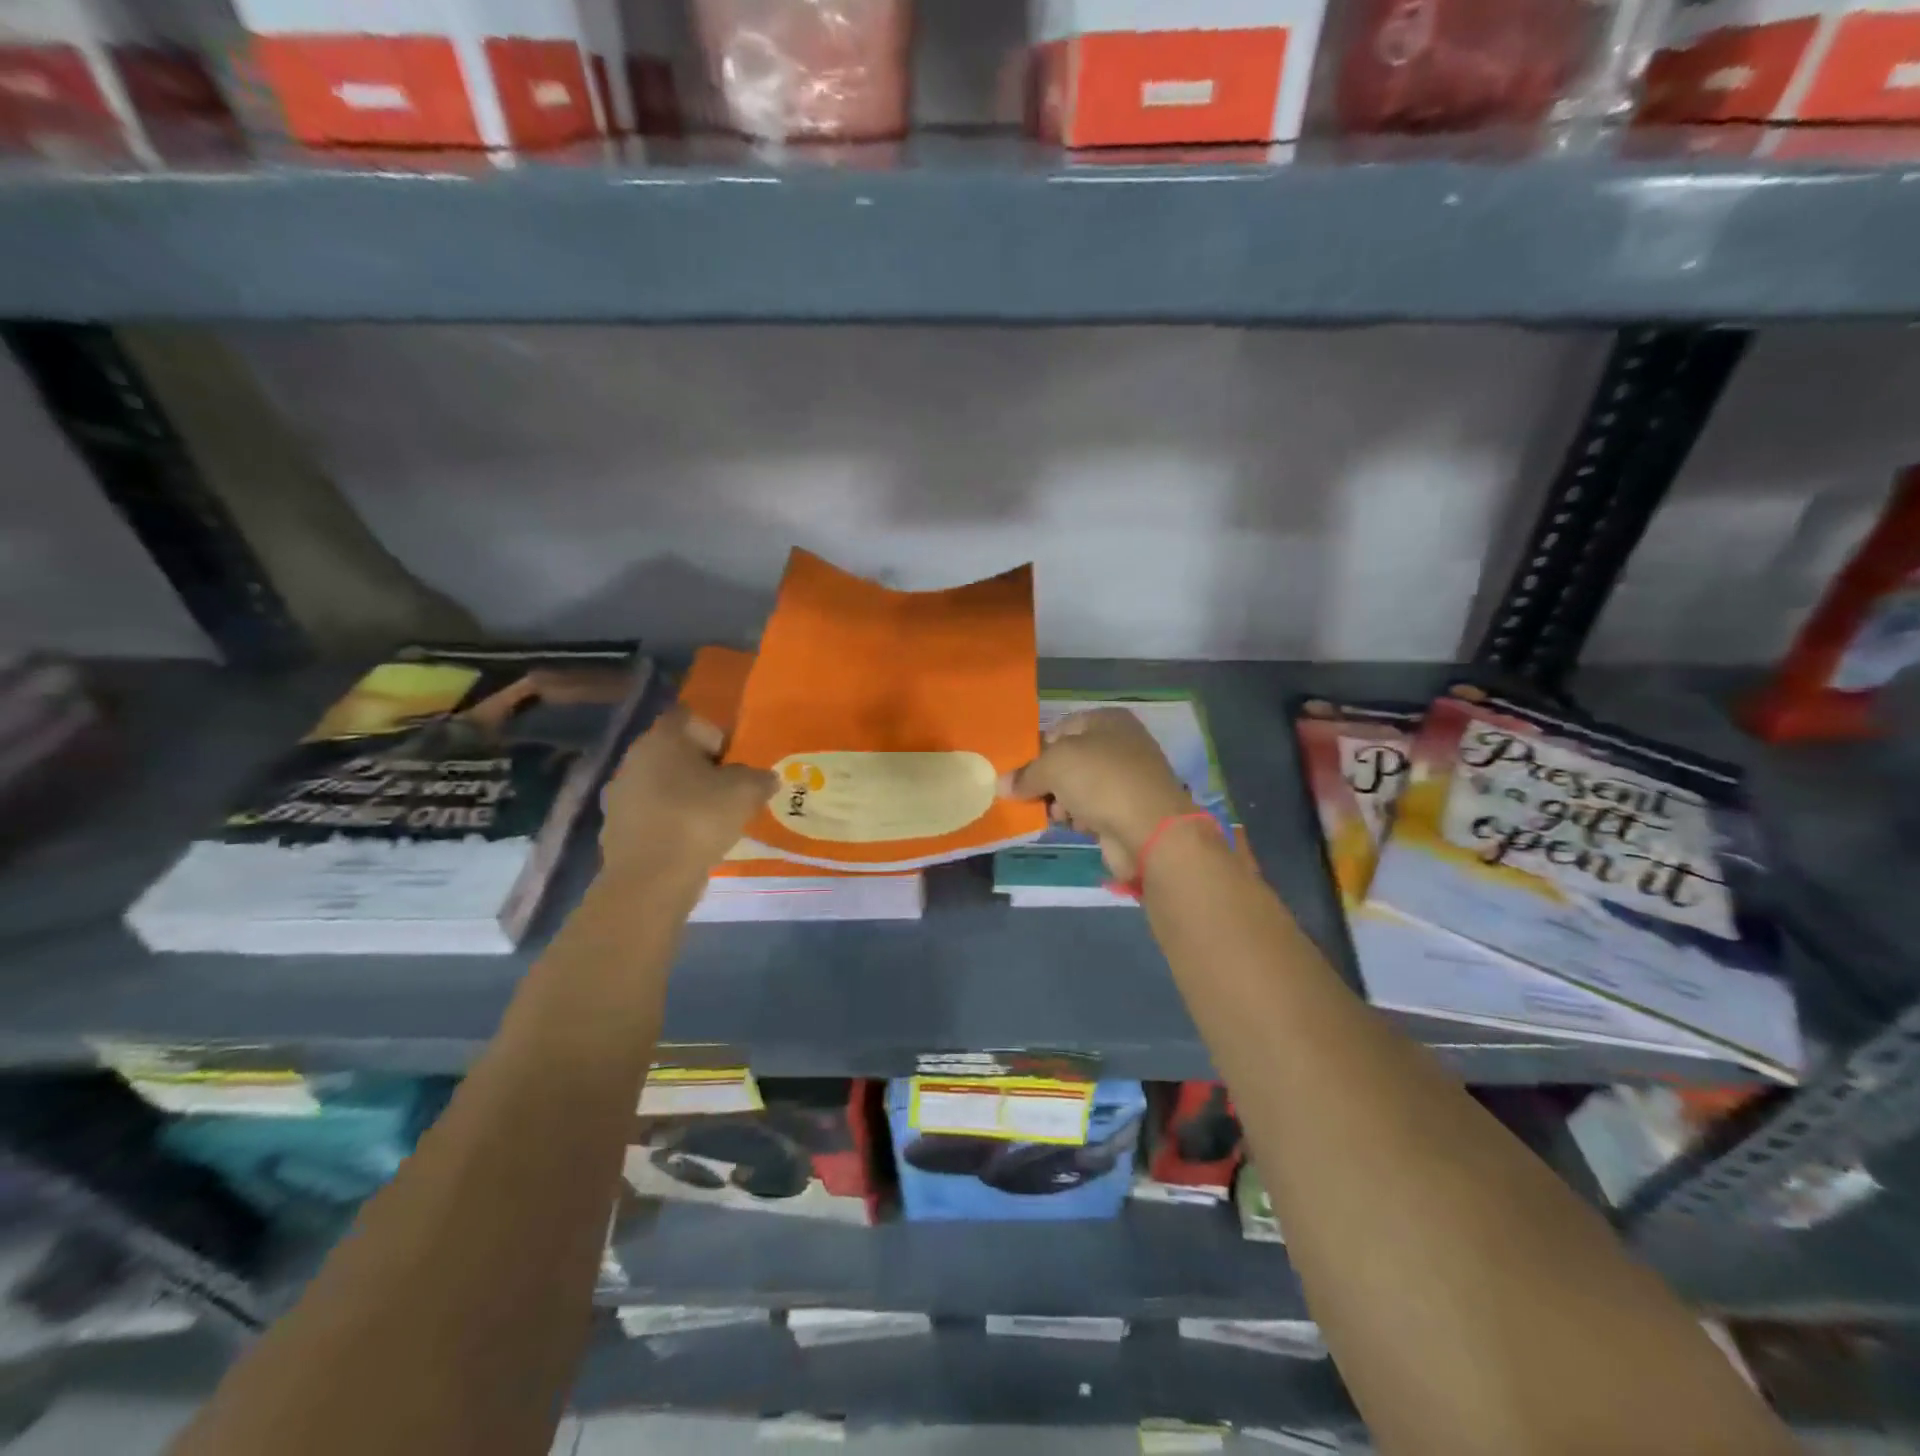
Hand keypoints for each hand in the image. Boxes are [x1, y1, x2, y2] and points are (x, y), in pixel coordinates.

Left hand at [599, 708, 776, 885]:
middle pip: (674, 751)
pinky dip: (670, 820)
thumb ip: (759, 778)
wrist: (651, 880)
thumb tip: (765, 777)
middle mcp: (634, 758)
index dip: (714, 733)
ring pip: (662, 783)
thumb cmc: (699, 820)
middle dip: (701, 766)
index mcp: (662, 739)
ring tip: (712, 819)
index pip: (689, 717)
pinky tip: (690, 841)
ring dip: (685, 794)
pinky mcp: (616, 827)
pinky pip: (652, 813)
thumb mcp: (746, 792)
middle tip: (728, 789)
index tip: (732, 759)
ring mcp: (621, 793)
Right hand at [1001, 708, 1195, 880]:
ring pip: (1078, 787)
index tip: (1018, 772)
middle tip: (1031, 797)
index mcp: (1108, 721)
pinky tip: (1076, 826)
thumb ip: (1026, 773)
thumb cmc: (1101, 781)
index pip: (1061, 728)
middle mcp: (1120, 744)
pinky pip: (1092, 809)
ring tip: (1057, 815)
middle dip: (1047, 780)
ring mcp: (1127, 779)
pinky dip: (1080, 818)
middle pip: (1069, 760)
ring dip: (1061, 802)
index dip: (1037, 749)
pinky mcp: (1128, 810)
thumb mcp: (1054, 765)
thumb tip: (1003, 784)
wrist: (1151, 830)